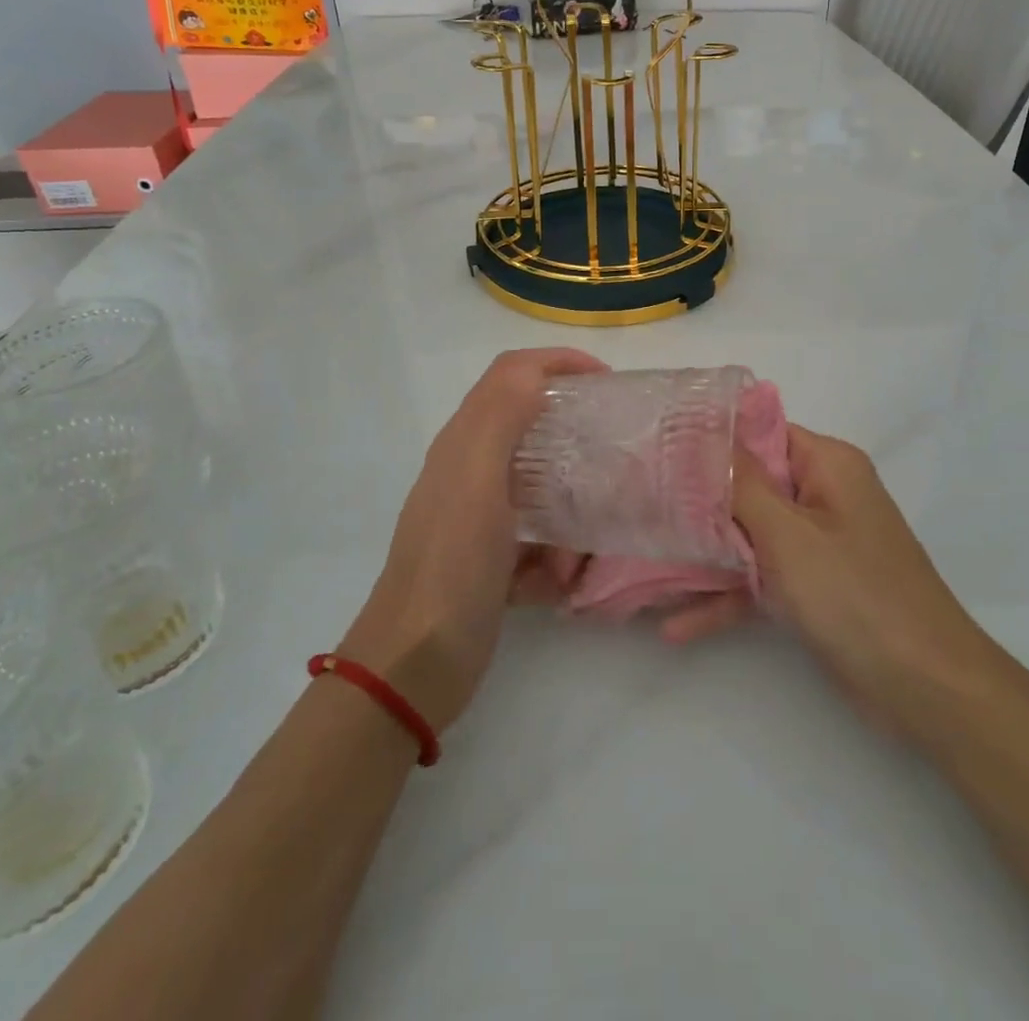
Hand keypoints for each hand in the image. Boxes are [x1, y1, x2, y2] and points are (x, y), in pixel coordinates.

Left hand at [339, 348, 605, 731]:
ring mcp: (480, 518)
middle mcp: (471, 471)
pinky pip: (539, 542)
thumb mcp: (477, 482)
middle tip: (613, 458)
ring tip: (582, 552)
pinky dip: (554, 560)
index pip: (513, 373)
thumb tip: (535, 370)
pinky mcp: (491, 559)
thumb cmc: (451, 566)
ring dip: (569, 518)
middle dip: (575, 443)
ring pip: (544, 491)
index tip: (607, 382)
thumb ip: (501, 417)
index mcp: (465, 442)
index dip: (560, 362)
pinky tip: (557, 586)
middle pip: (532, 428)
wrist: (415, 666)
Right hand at [669, 424, 990, 746]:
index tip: (658, 448)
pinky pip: (762, 580)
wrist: (926, 689)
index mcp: (827, 466)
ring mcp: (818, 545)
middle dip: (698, 500)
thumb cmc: (855, 594)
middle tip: (640, 505)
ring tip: (645, 567)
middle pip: (750, 485)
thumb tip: (708, 432)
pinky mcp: (814, 589)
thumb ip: (742, 484)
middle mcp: (823, 496)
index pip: (760, 432)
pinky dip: (728, 598)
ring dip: (705, 556)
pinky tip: (677, 627)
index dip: (712, 439)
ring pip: (749, 536)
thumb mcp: (789, 534)